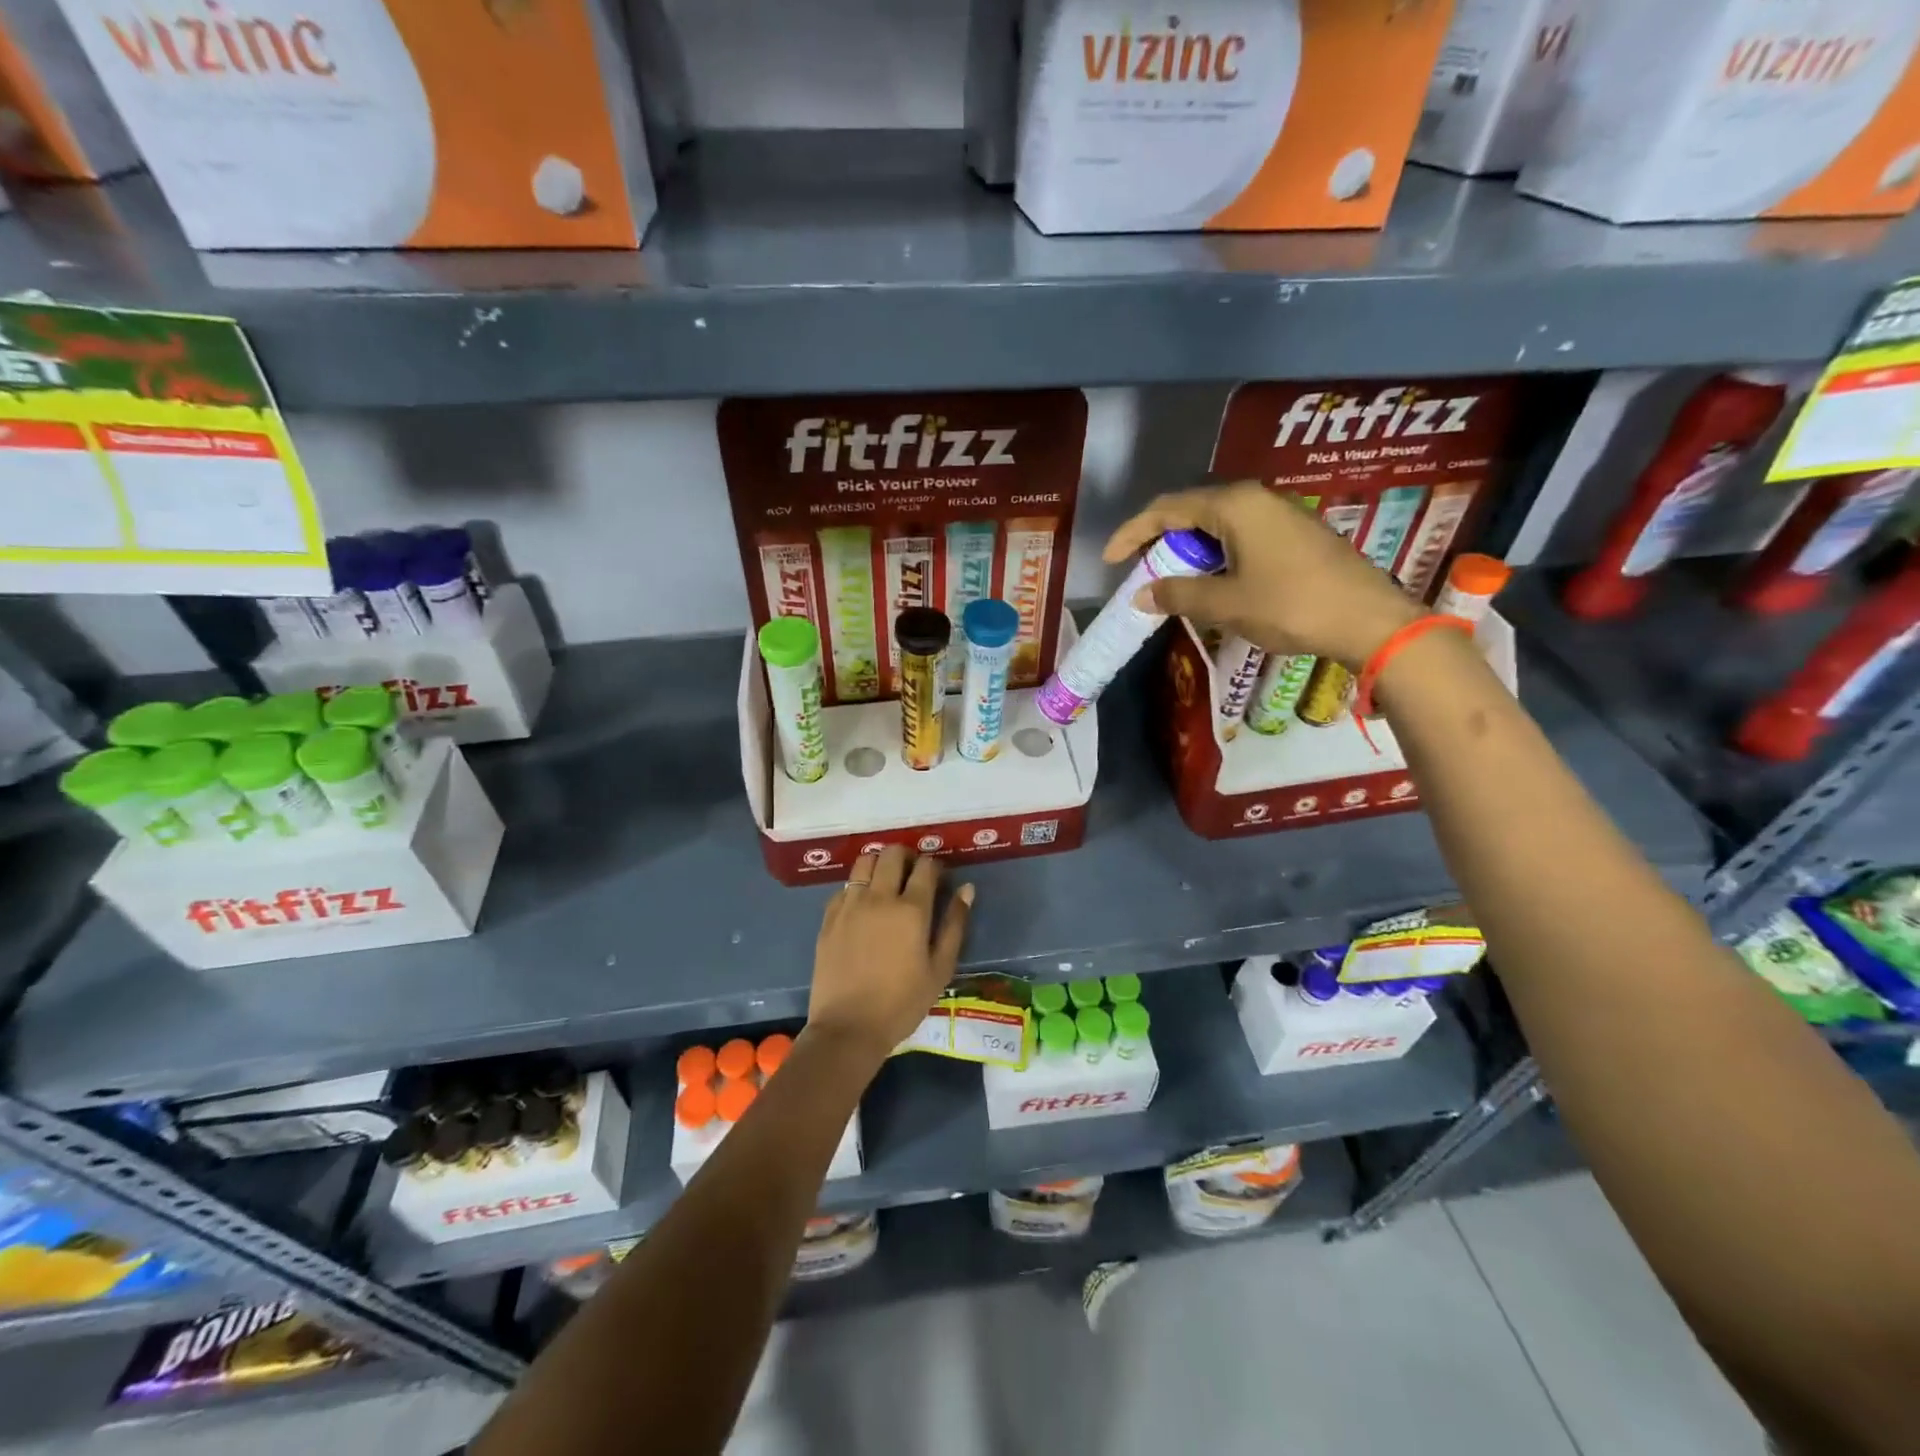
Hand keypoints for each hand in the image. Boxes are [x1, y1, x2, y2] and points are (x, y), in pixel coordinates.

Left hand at [806, 847, 972, 1065]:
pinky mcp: (829, 917)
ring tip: (886, 881)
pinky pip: (845, 886)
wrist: (848, 1028)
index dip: (936, 866)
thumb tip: (966, 889)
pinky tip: (863, 904)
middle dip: (907, 856)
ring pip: (864, 862)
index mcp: (911, 909)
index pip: (926, 866)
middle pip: (892, 854)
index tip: (939, 877)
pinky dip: (858, 886)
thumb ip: (955, 925)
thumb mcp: (940, 969)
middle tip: (913, 873)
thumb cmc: (902, 1003)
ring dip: (879, 864)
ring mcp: (850, 904)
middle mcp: (879, 897)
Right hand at [1106, 481, 1420, 668]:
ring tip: (1171, 579)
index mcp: (1234, 505)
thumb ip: (1179, 594)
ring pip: (1218, 523)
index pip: (1167, 509)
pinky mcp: (1296, 533)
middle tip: (1139, 570)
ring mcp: (1280, 513)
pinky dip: (1216, 553)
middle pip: (1192, 511)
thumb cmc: (1291, 606)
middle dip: (1160, 539)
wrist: (1369, 620)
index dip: (1132, 533)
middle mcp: (1256, 498)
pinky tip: (1213, 579)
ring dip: (1189, 549)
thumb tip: (1142, 595)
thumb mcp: (1226, 604)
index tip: (1110, 560)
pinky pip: (1241, 534)